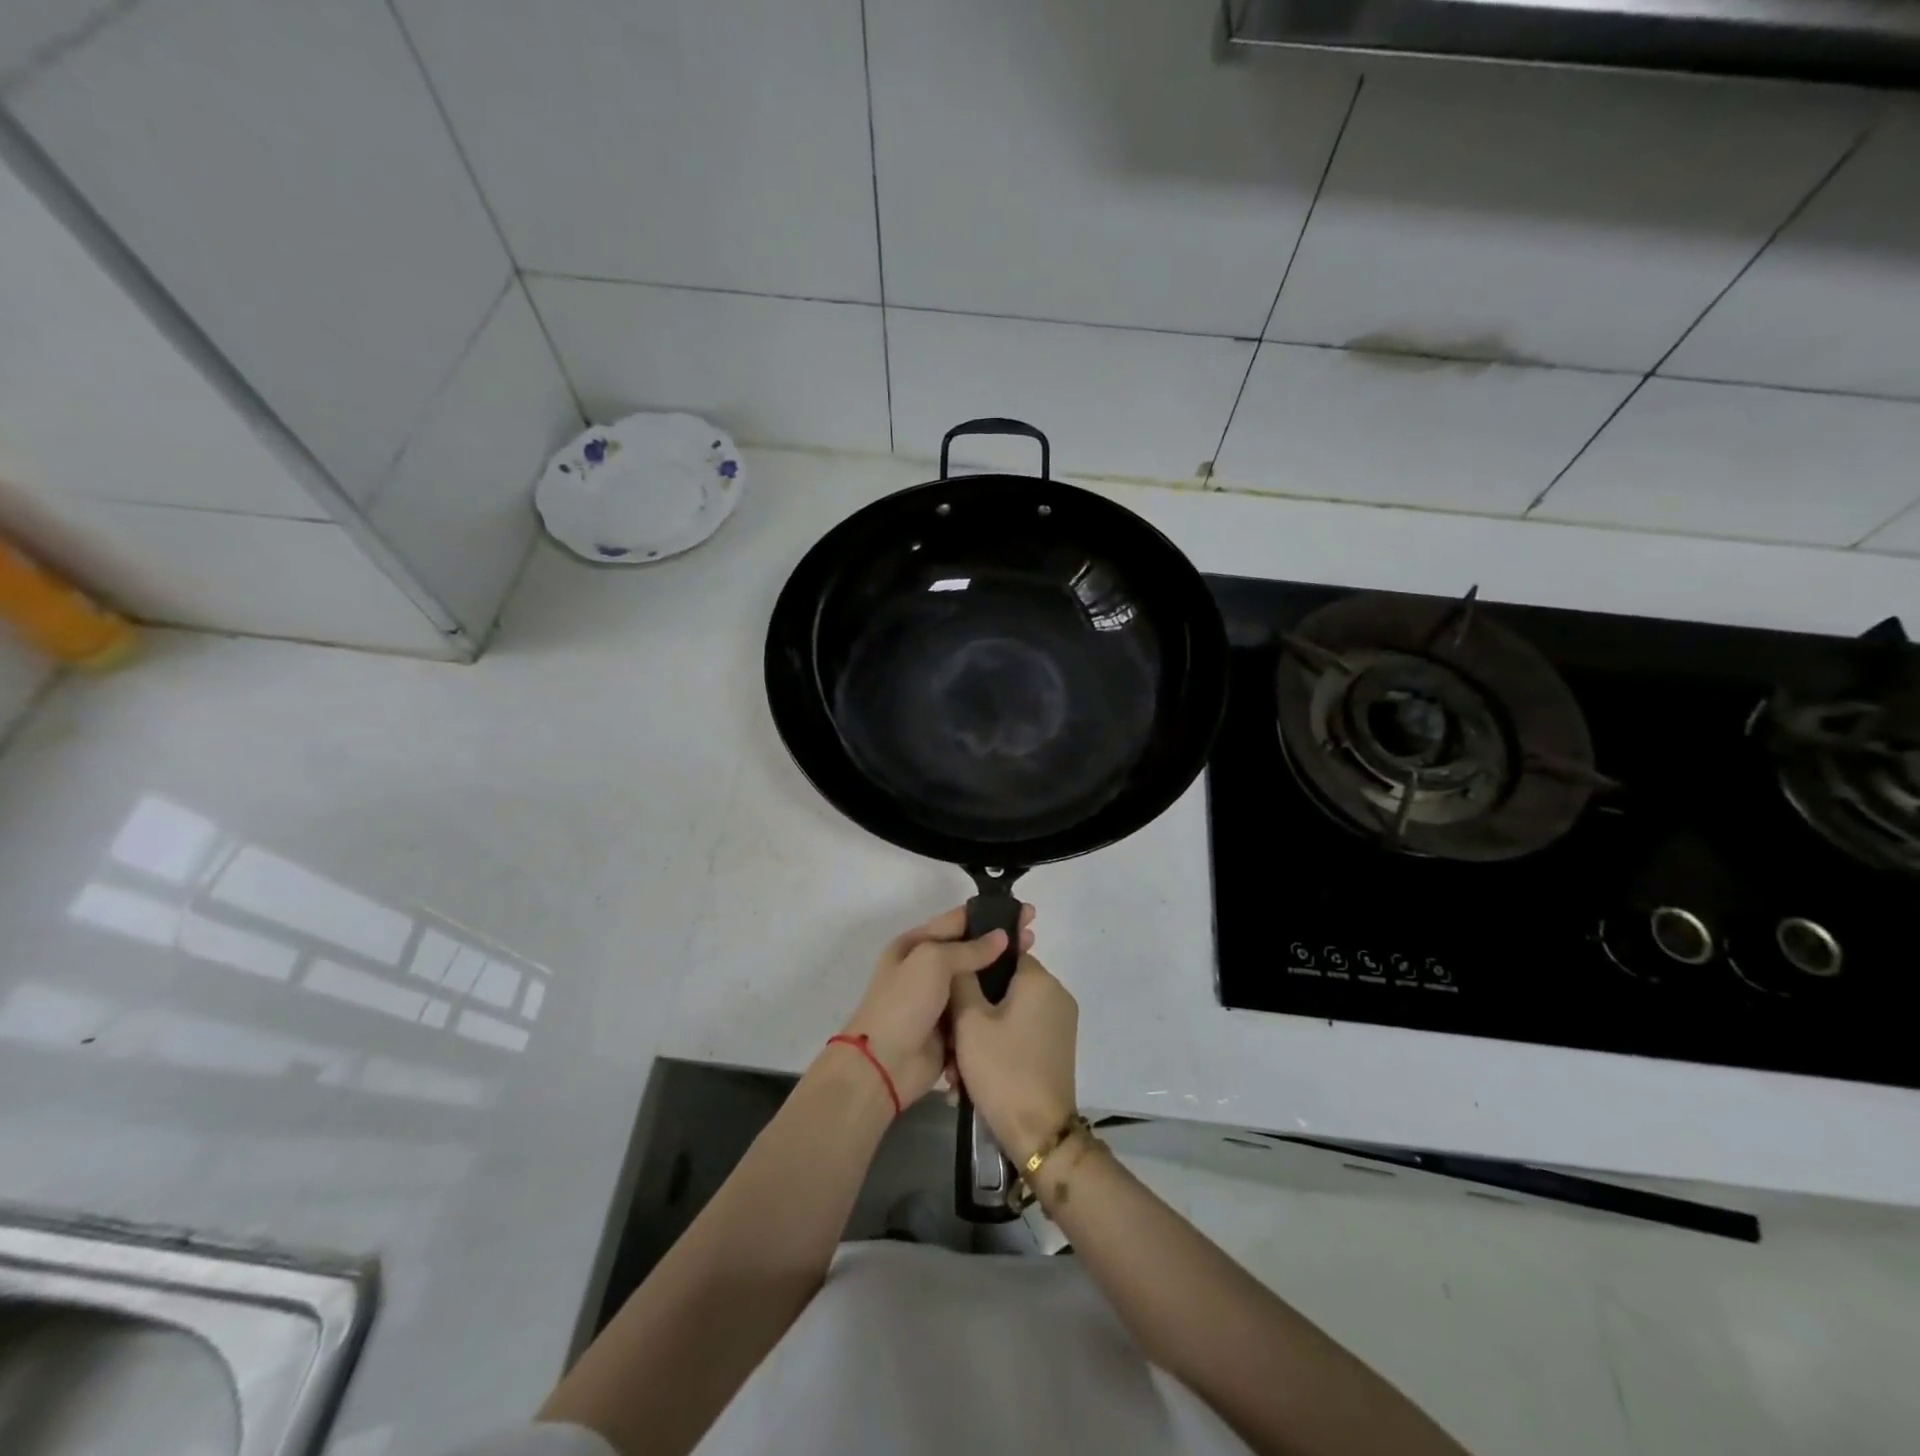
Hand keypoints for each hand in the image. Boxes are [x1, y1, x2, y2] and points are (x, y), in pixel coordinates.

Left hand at [839, 904, 1035, 1105]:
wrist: (883, 1065)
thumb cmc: (904, 1003)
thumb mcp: (932, 962)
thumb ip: (969, 949)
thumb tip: (1001, 937)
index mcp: (915, 945)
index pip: (958, 921)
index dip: (991, 914)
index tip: (1025, 913)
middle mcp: (927, 968)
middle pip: (971, 949)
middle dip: (1001, 942)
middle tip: (1034, 937)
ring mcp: (940, 1000)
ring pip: (977, 980)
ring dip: (1001, 973)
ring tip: (1033, 966)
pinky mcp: (951, 1028)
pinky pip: (978, 1009)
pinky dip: (995, 1004)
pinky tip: (1021, 999)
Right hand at [951, 953, 1079, 1163]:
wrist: (1039, 1133)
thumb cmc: (1002, 1068)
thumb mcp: (969, 1021)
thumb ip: (962, 979)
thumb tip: (962, 954)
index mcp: (1040, 980)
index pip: (1003, 953)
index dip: (973, 968)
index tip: (949, 989)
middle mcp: (1056, 995)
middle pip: (1004, 987)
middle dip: (971, 1011)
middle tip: (947, 1040)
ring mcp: (1059, 1024)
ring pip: (1008, 1015)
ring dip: (979, 1036)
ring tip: (954, 1069)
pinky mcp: (1056, 1049)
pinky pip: (1020, 1034)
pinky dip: (997, 1048)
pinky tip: (970, 1079)